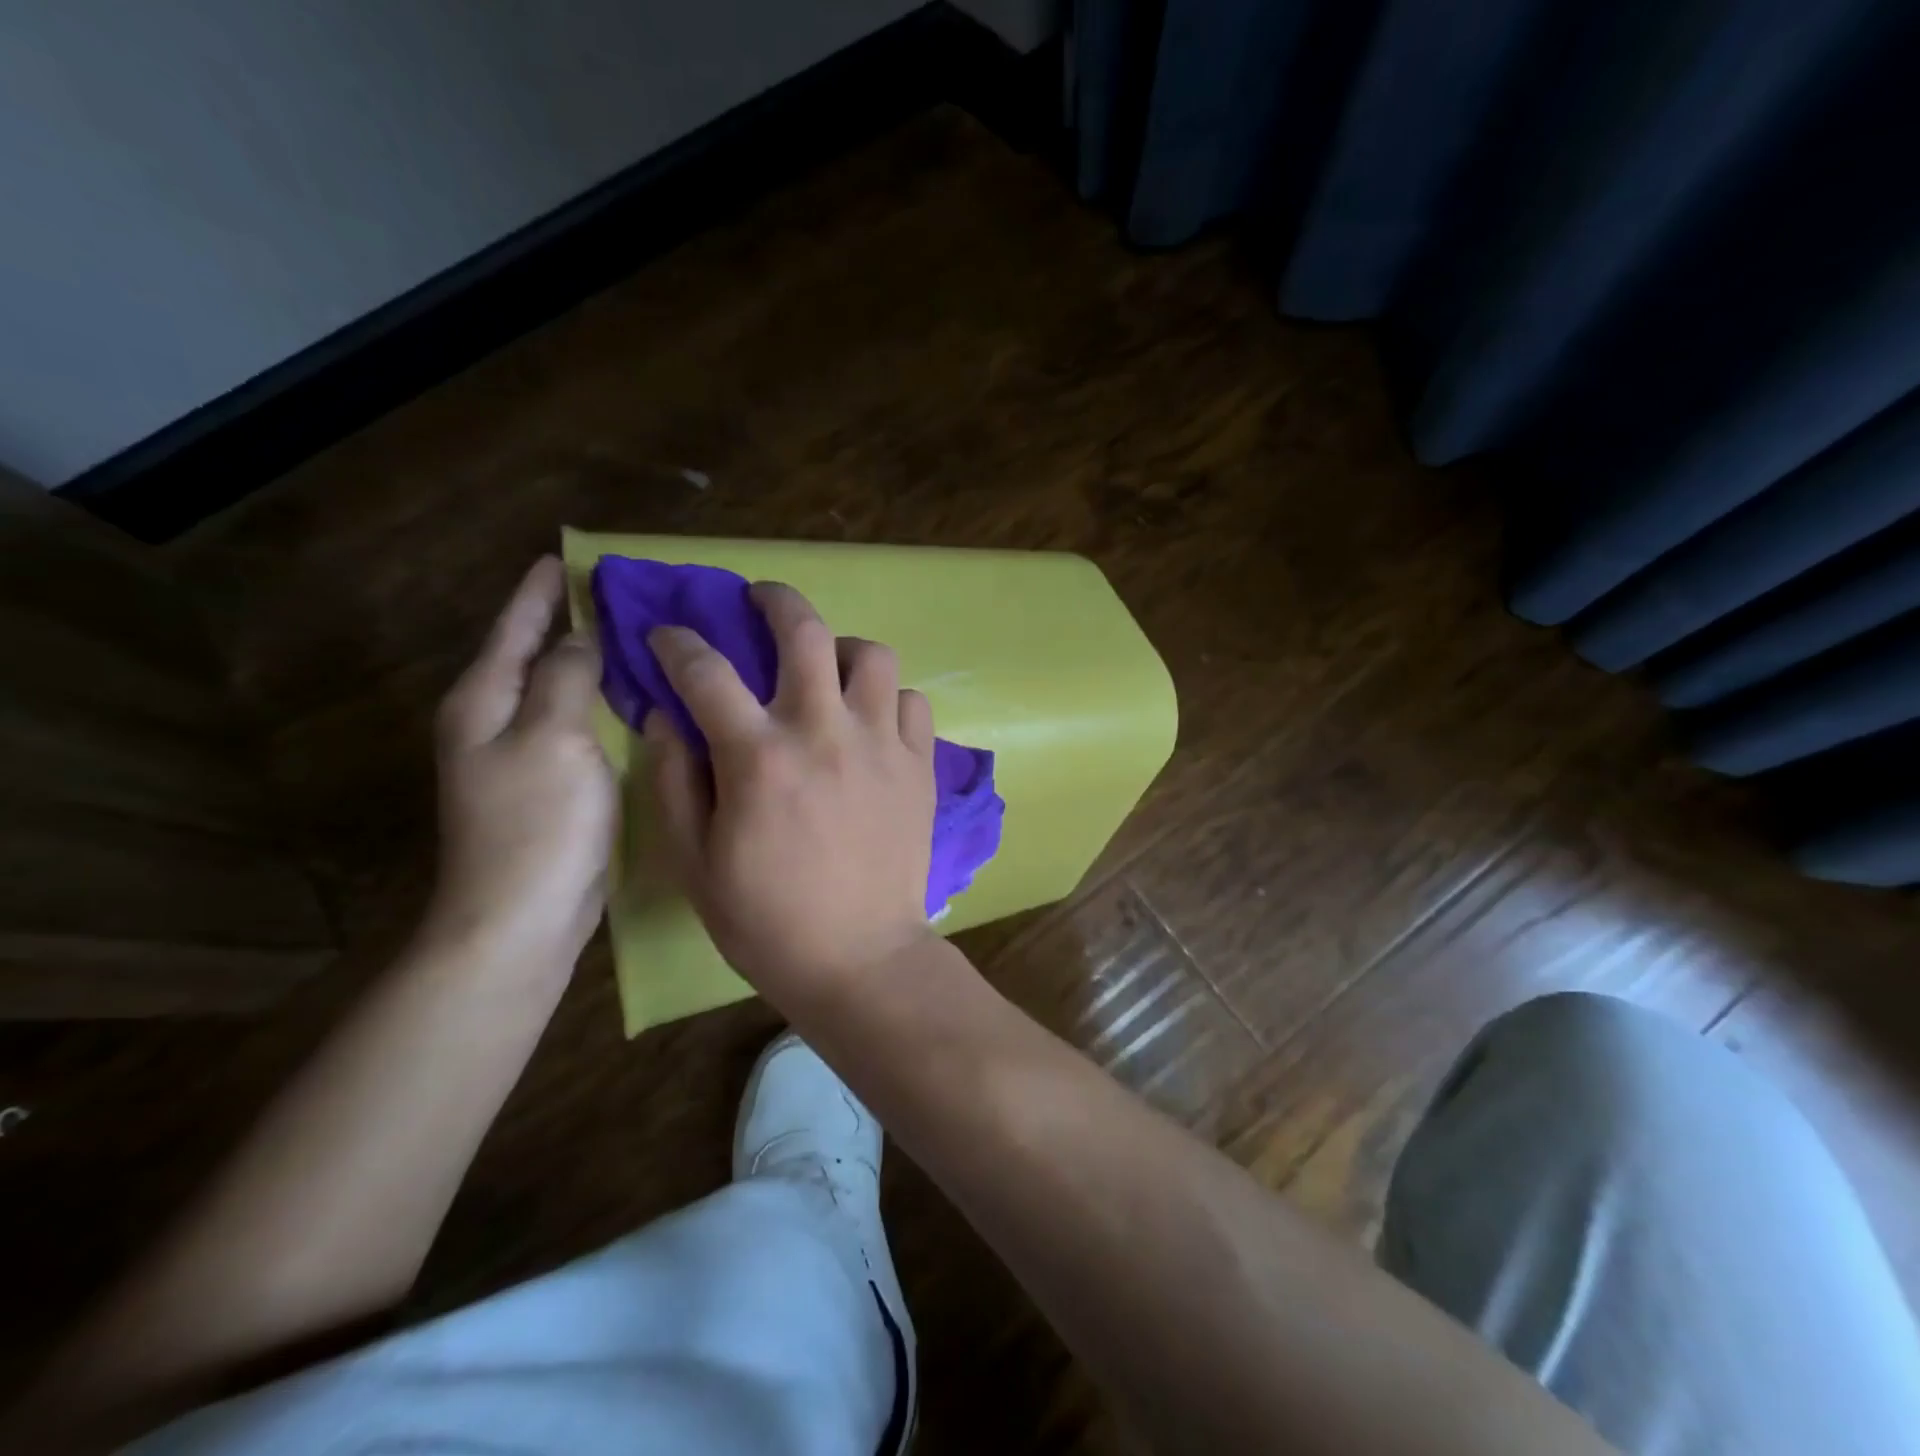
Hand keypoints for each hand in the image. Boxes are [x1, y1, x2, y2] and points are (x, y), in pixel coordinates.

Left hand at [426, 556, 615, 970]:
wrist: (520, 918)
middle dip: (571, 621)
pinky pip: (581, 724)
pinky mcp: (554, 783)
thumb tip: (582, 638)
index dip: (540, 591)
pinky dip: (605, 702)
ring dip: (594, 662)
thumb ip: (567, 678)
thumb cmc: (536, 824)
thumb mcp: (553, 737)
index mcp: (485, 701)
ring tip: (637, 635)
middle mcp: (498, 721)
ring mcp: (525, 755)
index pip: (516, 628)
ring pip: (562, 691)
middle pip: (536, 654)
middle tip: (623, 594)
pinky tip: (638, 697)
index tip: (568, 556)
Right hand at [646, 581, 938, 1006]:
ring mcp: (881, 744)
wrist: (859, 957)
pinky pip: (912, 701)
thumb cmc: (766, 919)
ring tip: (827, 668)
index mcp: (758, 756)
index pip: (706, 669)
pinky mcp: (919, 765)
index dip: (678, 642)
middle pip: (804, 630)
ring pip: (872, 655)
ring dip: (842, 648)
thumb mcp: (694, 861)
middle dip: (775, 599)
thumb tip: (665, 716)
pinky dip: (888, 698)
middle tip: (760, 600)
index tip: (668, 637)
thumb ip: (672, 780)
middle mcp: (823, 731)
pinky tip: (871, 720)